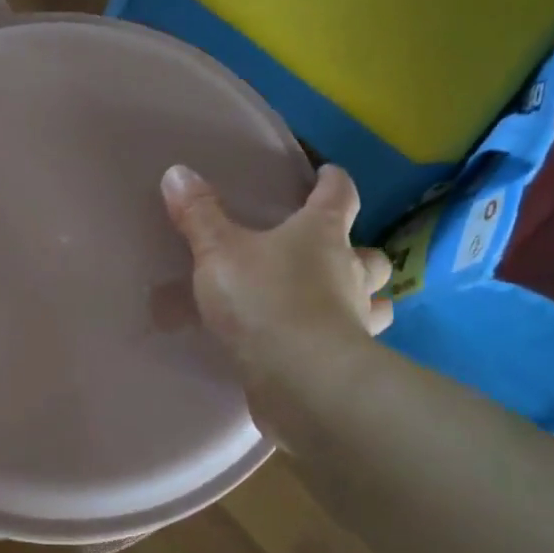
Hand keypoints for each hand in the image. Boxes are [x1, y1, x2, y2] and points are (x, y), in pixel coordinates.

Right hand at [161, 162, 392, 378]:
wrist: (301, 380)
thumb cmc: (264, 300)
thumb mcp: (218, 252)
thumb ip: (199, 215)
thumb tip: (177, 172)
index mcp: (323, 235)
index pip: (339, 195)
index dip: (333, 181)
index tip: (328, 173)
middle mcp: (348, 273)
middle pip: (371, 256)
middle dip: (358, 251)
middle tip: (336, 253)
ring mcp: (355, 320)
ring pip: (376, 302)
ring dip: (364, 298)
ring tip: (337, 301)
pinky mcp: (348, 363)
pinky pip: (353, 343)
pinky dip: (343, 339)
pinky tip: (317, 345)